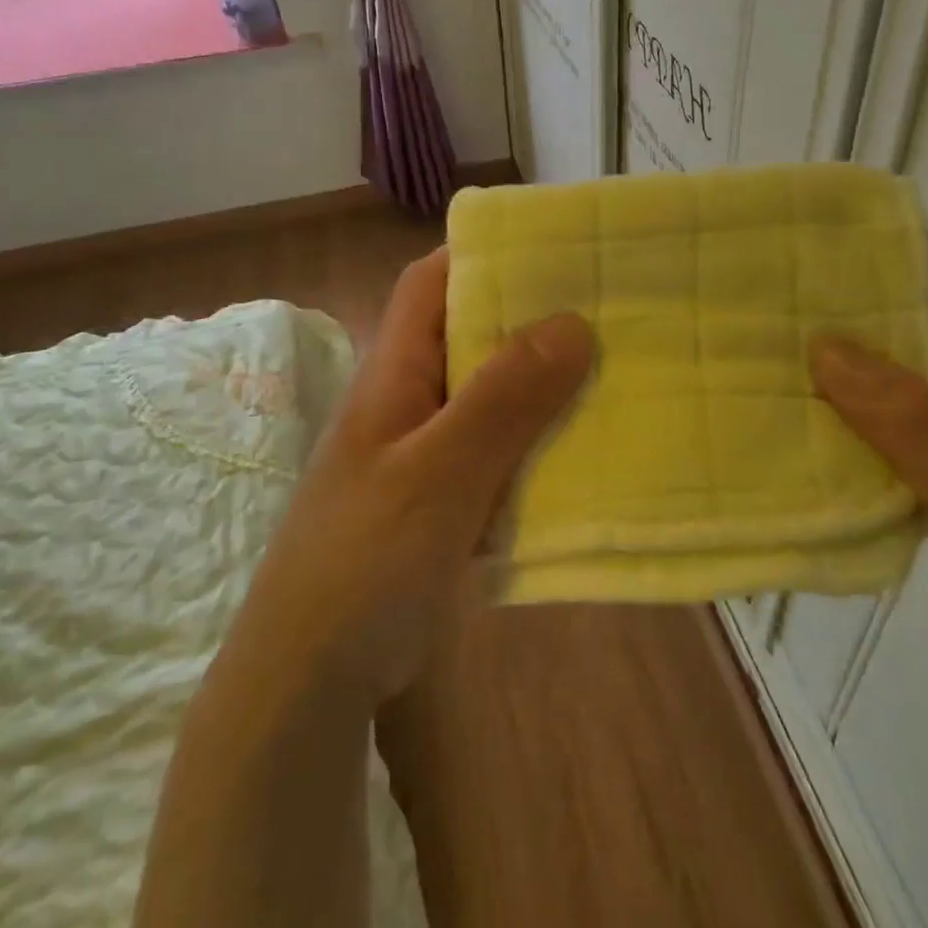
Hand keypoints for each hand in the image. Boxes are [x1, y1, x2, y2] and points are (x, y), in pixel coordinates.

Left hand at [241, 248, 592, 705]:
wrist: (313, 675)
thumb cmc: (366, 558)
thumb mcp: (440, 472)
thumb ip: (503, 398)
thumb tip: (572, 322)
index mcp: (394, 372)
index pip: (430, 283)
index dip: (482, 256)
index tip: (554, 252)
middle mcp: (409, 399)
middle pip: (471, 336)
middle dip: (533, 321)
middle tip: (610, 312)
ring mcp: (426, 451)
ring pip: (491, 397)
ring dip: (543, 386)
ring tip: (614, 372)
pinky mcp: (443, 497)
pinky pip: (498, 452)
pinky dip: (536, 444)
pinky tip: (585, 451)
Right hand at [810, 240, 927, 656]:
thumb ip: (909, 417)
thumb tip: (823, 345)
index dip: (908, 252)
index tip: (841, 230)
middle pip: (906, 338)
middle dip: (851, 307)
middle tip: (776, 291)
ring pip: (882, 392)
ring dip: (834, 370)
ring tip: (766, 351)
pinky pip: (872, 445)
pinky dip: (835, 431)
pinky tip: (793, 432)